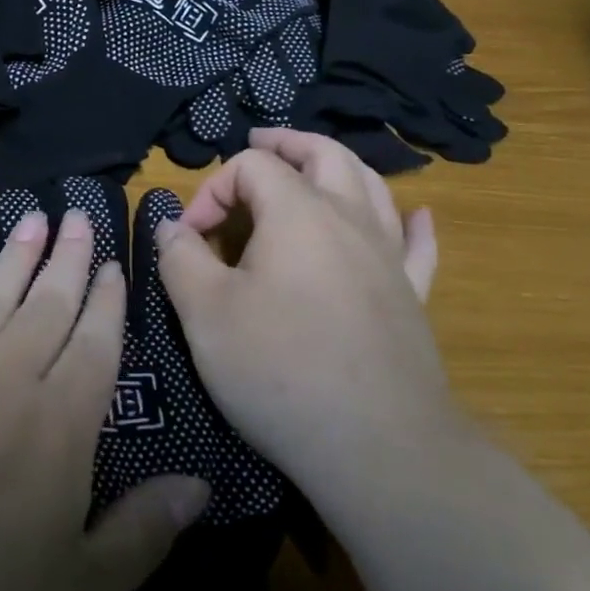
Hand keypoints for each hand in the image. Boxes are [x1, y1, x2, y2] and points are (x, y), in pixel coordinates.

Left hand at [0, 211, 208, 590]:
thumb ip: (141, 534)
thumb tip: (199, 486)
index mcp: (56, 427)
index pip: (95, 344)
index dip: (108, 301)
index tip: (115, 261)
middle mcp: (2, 384)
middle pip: (45, 306)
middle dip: (67, 259)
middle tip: (78, 212)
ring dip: (12, 258)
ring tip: (31, 220)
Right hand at [154, 128, 454, 494]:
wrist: (377, 447)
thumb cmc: (280, 370)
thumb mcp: (204, 312)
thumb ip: (180, 258)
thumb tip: (173, 226)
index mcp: (299, 212)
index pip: (251, 167)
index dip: (211, 190)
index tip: (189, 238)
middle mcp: (351, 219)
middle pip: (324, 154)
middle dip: (285, 144)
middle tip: (259, 143)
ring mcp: (389, 257)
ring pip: (372, 186)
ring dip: (338, 166)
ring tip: (314, 166)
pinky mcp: (411, 297)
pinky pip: (416, 245)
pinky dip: (410, 222)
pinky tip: (416, 215)